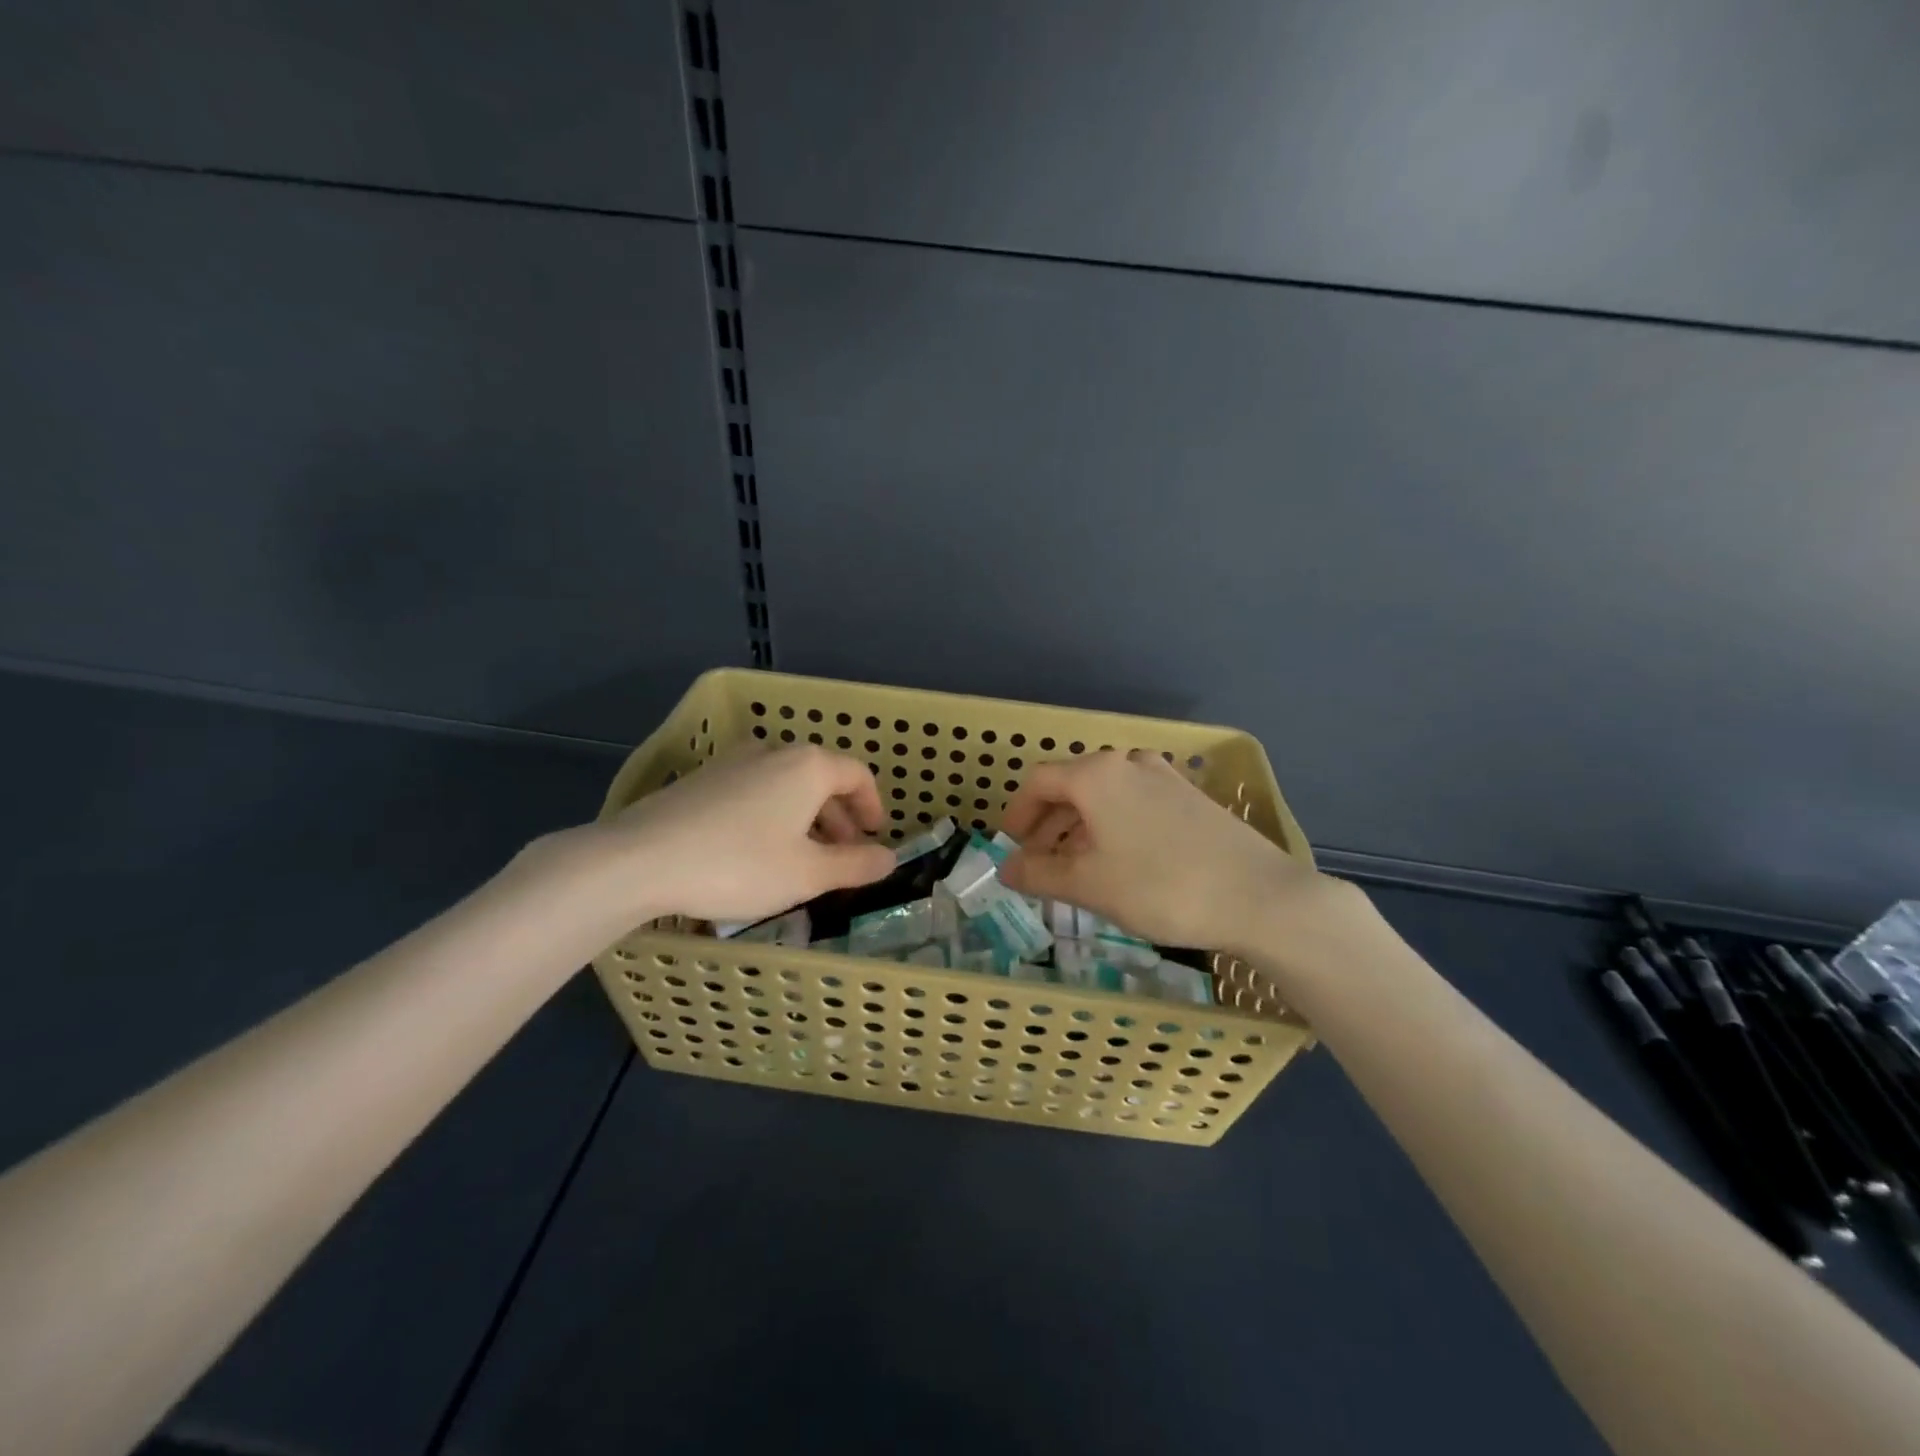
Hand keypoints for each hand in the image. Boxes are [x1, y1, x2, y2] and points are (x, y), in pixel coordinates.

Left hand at [568, 744, 895, 924]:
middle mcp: (774, 752)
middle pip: (821, 778)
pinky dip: (772, 815)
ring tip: (802, 858)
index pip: (857, 774)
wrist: (639, 859)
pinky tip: (757, 851)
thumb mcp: (807, 874)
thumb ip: (855, 865)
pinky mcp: (701, 779)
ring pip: (786, 785)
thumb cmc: (739, 864)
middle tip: (842, 855)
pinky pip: (754, 791)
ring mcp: (733, 762)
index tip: (874, 836)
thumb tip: (890, 859)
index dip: (872, 806)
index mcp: (808, 766)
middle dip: (838, 817)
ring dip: (805, 818)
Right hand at [998, 749, 1354, 954]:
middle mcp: (1129, 764)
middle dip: (1049, 824)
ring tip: (1077, 868)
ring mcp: (1165, 778)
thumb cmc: (1159, 886)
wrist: (1259, 897)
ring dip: (1081, 828)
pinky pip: (1135, 805)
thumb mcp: (1088, 885)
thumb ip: (1039, 873)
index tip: (1011, 844)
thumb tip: (1007, 868)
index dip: (1017, 813)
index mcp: (1097, 775)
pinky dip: (1114, 827)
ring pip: (1106, 797)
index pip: (1039, 782)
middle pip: (1072, 786)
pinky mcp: (1191, 799)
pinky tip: (1122, 863)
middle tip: (1039, 862)